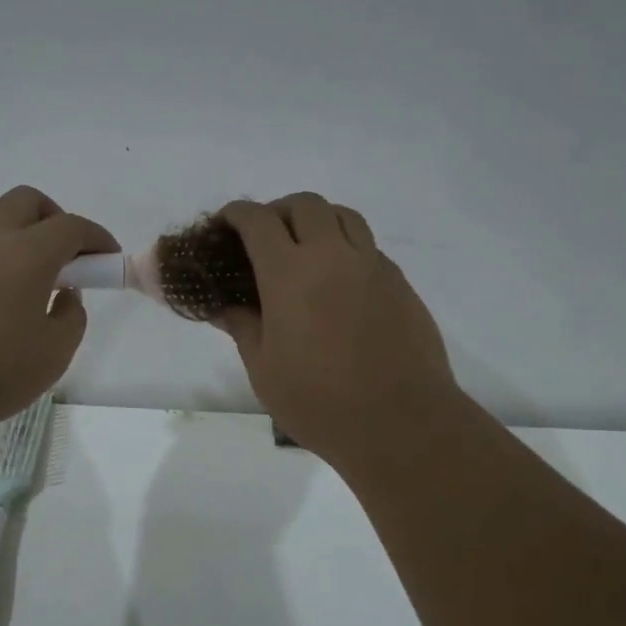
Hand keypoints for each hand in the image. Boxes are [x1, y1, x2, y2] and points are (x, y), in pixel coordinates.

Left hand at [0, 186, 116, 439]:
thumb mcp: (55, 354)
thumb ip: (71, 317)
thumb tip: (65, 295)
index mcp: (28, 254)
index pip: (71, 227)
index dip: (96, 238)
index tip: (107, 260)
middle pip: (26, 202)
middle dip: (54, 220)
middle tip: (66, 259)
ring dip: (11, 226)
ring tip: (22, 265)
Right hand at [215, 193, 458, 470]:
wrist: (399, 421)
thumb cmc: (318, 401)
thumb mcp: (264, 369)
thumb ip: (243, 327)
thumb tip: (225, 307)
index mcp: (289, 274)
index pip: (258, 221)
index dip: (237, 214)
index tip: (225, 224)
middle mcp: (332, 256)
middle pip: (305, 205)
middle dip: (278, 210)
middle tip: (265, 236)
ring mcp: (372, 266)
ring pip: (343, 216)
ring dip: (317, 220)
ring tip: (304, 248)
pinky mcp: (399, 283)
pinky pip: (368, 246)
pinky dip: (345, 247)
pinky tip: (338, 282)